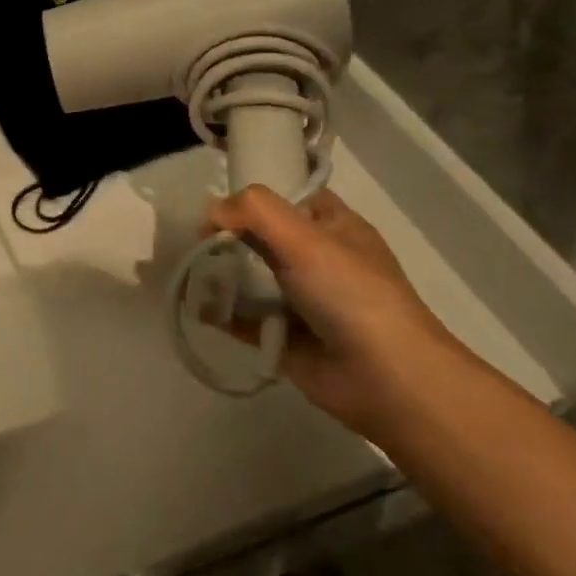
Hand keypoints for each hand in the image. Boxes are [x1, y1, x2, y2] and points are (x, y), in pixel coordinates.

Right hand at [205, 187, 468, 436]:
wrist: (385, 378)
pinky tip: (197, 307)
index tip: (219, 205)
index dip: (257, 198)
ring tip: (189, 272)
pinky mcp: (285, 337)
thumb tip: (210, 210)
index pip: (293, 198)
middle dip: (229, 236)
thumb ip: (254, 211)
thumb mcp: (305, 238)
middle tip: (197, 242)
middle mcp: (319, 260)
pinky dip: (222, 313)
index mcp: (335, 228)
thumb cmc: (350, 294)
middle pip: (264, 237)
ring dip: (220, 274)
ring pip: (251, 277)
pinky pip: (245, 318)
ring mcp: (302, 300)